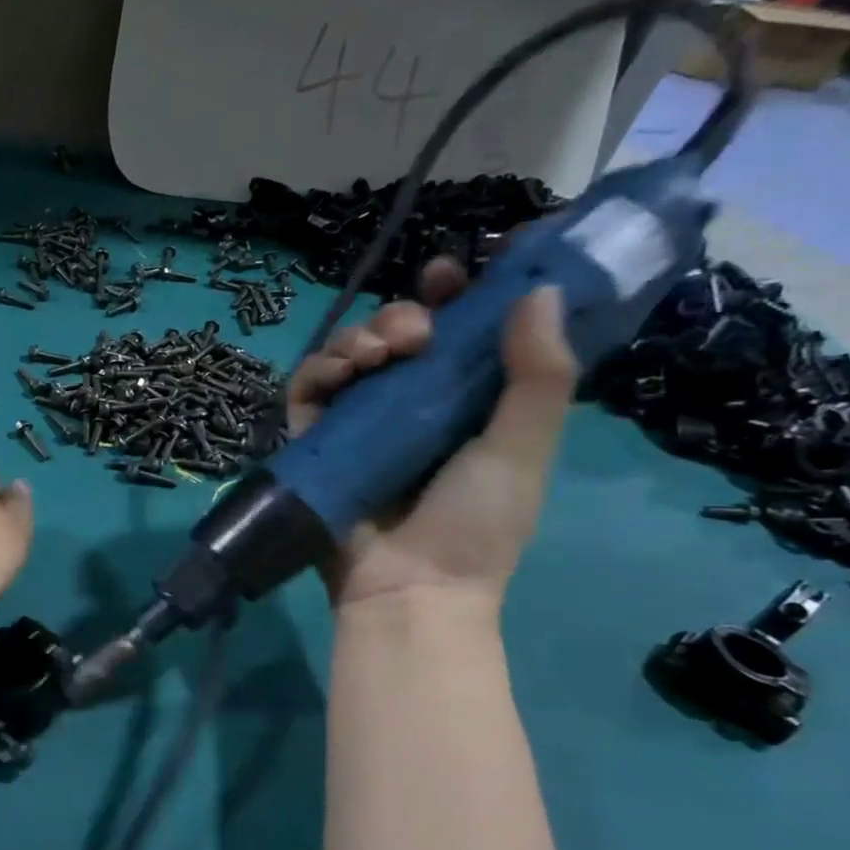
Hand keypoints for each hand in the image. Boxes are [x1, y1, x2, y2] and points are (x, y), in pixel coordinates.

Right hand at [285, 258, 576, 611]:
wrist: (408, 587)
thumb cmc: (475, 525)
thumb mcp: (521, 448)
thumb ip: (537, 376)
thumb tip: (541, 291)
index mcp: (467, 401)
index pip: (464, 331)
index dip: (467, 291)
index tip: (471, 261)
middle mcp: (411, 402)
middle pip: (400, 331)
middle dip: (406, 312)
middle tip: (417, 329)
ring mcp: (359, 420)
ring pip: (351, 350)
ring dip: (361, 335)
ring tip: (378, 353)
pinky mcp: (316, 437)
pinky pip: (308, 386)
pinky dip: (320, 367)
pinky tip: (343, 370)